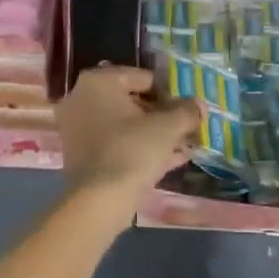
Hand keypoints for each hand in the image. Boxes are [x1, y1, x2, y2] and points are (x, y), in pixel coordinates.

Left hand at [57, 66, 199, 210]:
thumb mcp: (168, 127)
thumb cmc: (133, 150)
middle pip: (132, 101)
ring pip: (125, 125)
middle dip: (162, 115)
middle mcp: (81, 98)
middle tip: (186, 127)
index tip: (187, 109)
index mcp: (98, 82)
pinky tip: (170, 159)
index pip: (143, 78)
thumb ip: (186, 111)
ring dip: (154, 133)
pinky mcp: (81, 155)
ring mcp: (78, 128)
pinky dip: (139, 148)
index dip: (170, 93)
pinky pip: (116, 144)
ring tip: (183, 144)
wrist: (100, 199)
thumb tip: (200, 105)